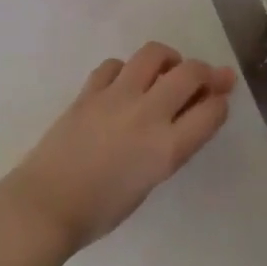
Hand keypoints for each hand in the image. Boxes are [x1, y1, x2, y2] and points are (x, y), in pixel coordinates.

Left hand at [0, 41, 235, 255]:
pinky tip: (125, 83)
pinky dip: (126, 69)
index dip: (220, 101)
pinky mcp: (89, 91)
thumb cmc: (101, 210)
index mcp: (167, 148)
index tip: (219, 100)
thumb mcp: (150, 181)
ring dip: (168, 59)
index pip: (211, 111)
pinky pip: (115, 65)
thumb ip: (171, 147)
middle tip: (208, 78)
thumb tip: (182, 120)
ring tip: (167, 71)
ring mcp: (116, 97)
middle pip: (189, 73)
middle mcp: (147, 114)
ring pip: (153, 54)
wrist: (46, 206)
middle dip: (207, 72)